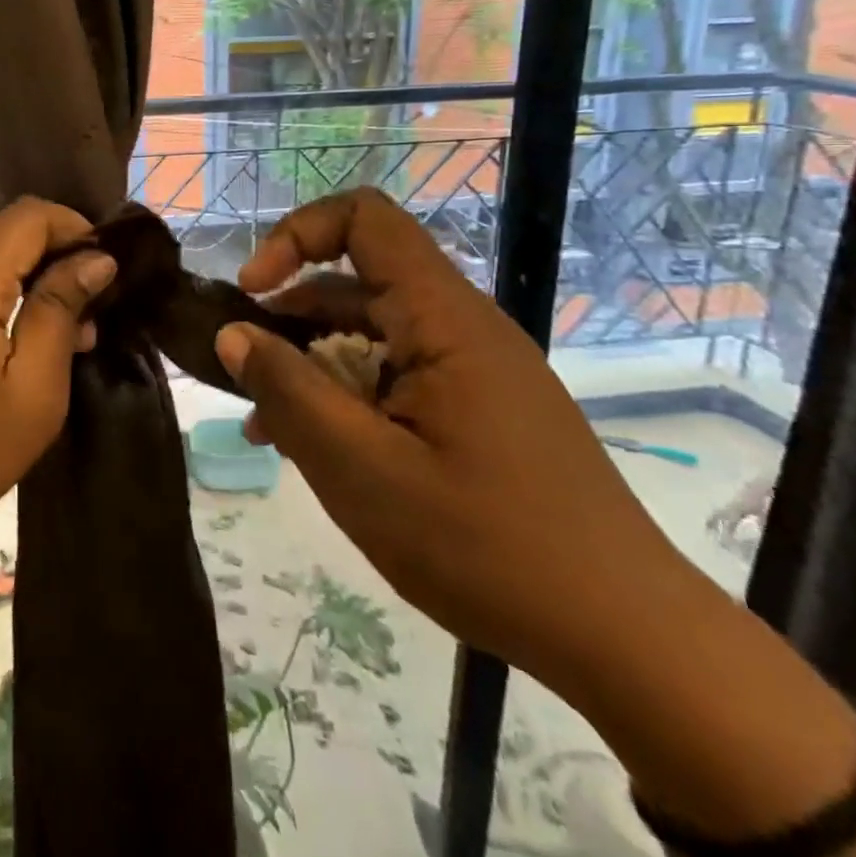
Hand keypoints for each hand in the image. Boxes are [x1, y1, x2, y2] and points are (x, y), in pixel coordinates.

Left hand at [0, 198, 115, 560]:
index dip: (74, 227)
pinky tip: (12, 342)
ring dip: (23, 273)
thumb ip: (60, 310)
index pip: (29, 215)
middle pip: (2, 229)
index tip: (107, 267)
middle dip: (52, 252)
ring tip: (59, 331)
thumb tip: (95, 258)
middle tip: (87, 306)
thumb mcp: (33, 389)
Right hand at [215, 188, 698, 690]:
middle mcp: (459, 327)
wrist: (623, 637)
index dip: (296, 236)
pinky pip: (395, 375)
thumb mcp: (361, 470)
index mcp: (443, 319)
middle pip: (357, 282)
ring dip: (312, 365)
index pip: (364, 219)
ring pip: (370, 334)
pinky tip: (316, 449)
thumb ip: (288, 392)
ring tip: (268, 427)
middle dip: (290, 318)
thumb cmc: (486, 546)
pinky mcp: (476, 407)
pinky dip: (347, 396)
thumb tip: (232, 334)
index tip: (252, 293)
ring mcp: (471, 368)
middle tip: (245, 379)